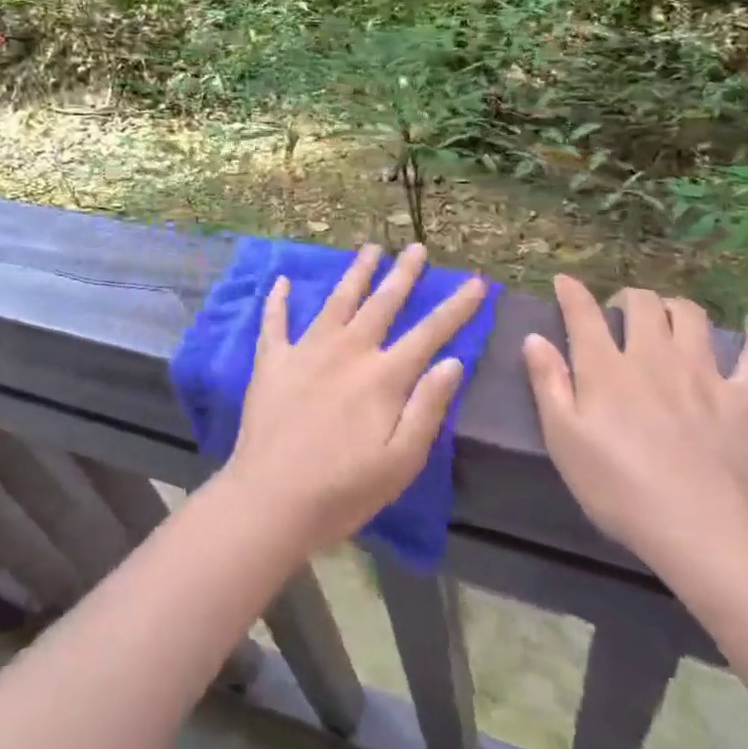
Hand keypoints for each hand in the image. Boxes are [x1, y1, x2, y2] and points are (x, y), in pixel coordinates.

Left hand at [225, 243, 486, 551]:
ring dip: (356, 273)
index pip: (429, 332)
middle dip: (403, 274)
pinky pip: (275, 322)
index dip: (456, 306)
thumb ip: (428, 407)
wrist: (271, 500)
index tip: (476, 282)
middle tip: (418, 248)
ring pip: (337, 301)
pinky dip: (279, 300)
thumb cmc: (343, 489)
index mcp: (383, 376)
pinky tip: (282, 280)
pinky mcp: (273, 362)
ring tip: (371, 248)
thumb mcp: (401, 460)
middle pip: (381, 303)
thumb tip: (453, 361)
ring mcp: (307, 351)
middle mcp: (348, 351)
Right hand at [523, 277, 747, 578]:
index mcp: (606, 369)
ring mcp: (704, 374)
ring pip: (690, 317)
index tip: (564, 281)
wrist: (702, 531)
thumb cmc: (620, 490)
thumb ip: (548, 384)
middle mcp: (654, 358)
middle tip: (619, 313)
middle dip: (627, 298)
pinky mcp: (744, 399)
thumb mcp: (564, 440)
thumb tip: (534, 338)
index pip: (584, 314)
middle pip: (643, 305)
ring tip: (666, 316)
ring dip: (674, 306)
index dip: (572, 293)